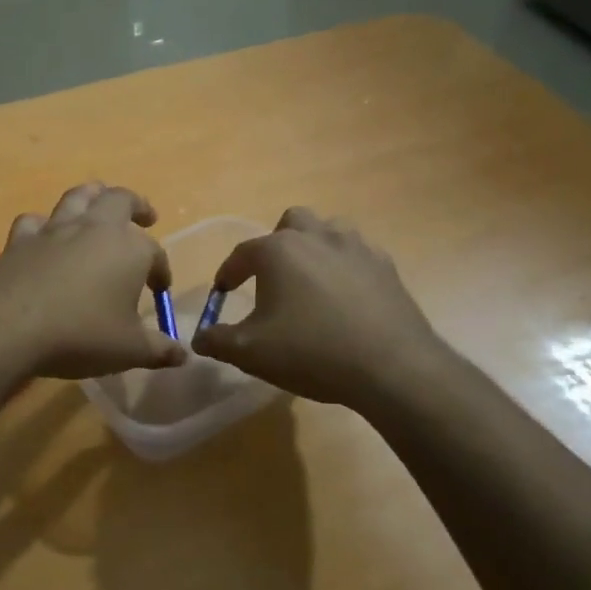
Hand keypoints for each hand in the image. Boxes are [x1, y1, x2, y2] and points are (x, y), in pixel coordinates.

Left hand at [0, 182, 186, 380]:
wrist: (9, 327)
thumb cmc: (80, 335)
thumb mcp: (128, 350)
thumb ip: (158, 350)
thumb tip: (182, 355)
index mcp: (129, 249)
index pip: (155, 252)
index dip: (161, 270)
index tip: (159, 290)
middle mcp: (94, 228)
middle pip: (120, 200)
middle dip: (136, 205)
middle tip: (145, 216)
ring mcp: (54, 229)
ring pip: (78, 197)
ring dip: (93, 195)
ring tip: (99, 201)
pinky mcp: (20, 240)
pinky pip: (34, 221)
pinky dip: (43, 224)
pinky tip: (44, 234)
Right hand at [191, 207, 448, 407]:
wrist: (392, 367)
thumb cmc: (311, 352)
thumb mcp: (251, 352)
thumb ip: (218, 340)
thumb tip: (199, 338)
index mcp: (278, 250)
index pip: (242, 253)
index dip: (228, 273)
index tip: (222, 293)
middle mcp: (317, 236)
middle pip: (291, 222)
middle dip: (277, 244)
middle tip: (272, 278)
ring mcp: (356, 247)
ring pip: (329, 230)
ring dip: (315, 247)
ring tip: (310, 281)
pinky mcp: (386, 267)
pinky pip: (358, 254)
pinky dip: (345, 267)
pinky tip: (345, 298)